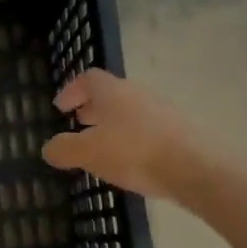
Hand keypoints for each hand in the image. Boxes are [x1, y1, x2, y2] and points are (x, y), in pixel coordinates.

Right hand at [42, 68, 200, 200]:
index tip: (61, 108)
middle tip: (79, 124)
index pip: (88, 79)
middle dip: (92, 108)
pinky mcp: (180, 131)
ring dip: (113, 124)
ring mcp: (163, 111)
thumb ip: (64, 149)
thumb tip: (49, 148)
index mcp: (112, 92)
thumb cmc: (134, 152)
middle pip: (110, 94)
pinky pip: (148, 128)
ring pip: (130, 111)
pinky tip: (131, 161)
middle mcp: (138, 94)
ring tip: (103, 146)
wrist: (197, 168)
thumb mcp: (88, 153)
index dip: (71, 90)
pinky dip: (133, 138)